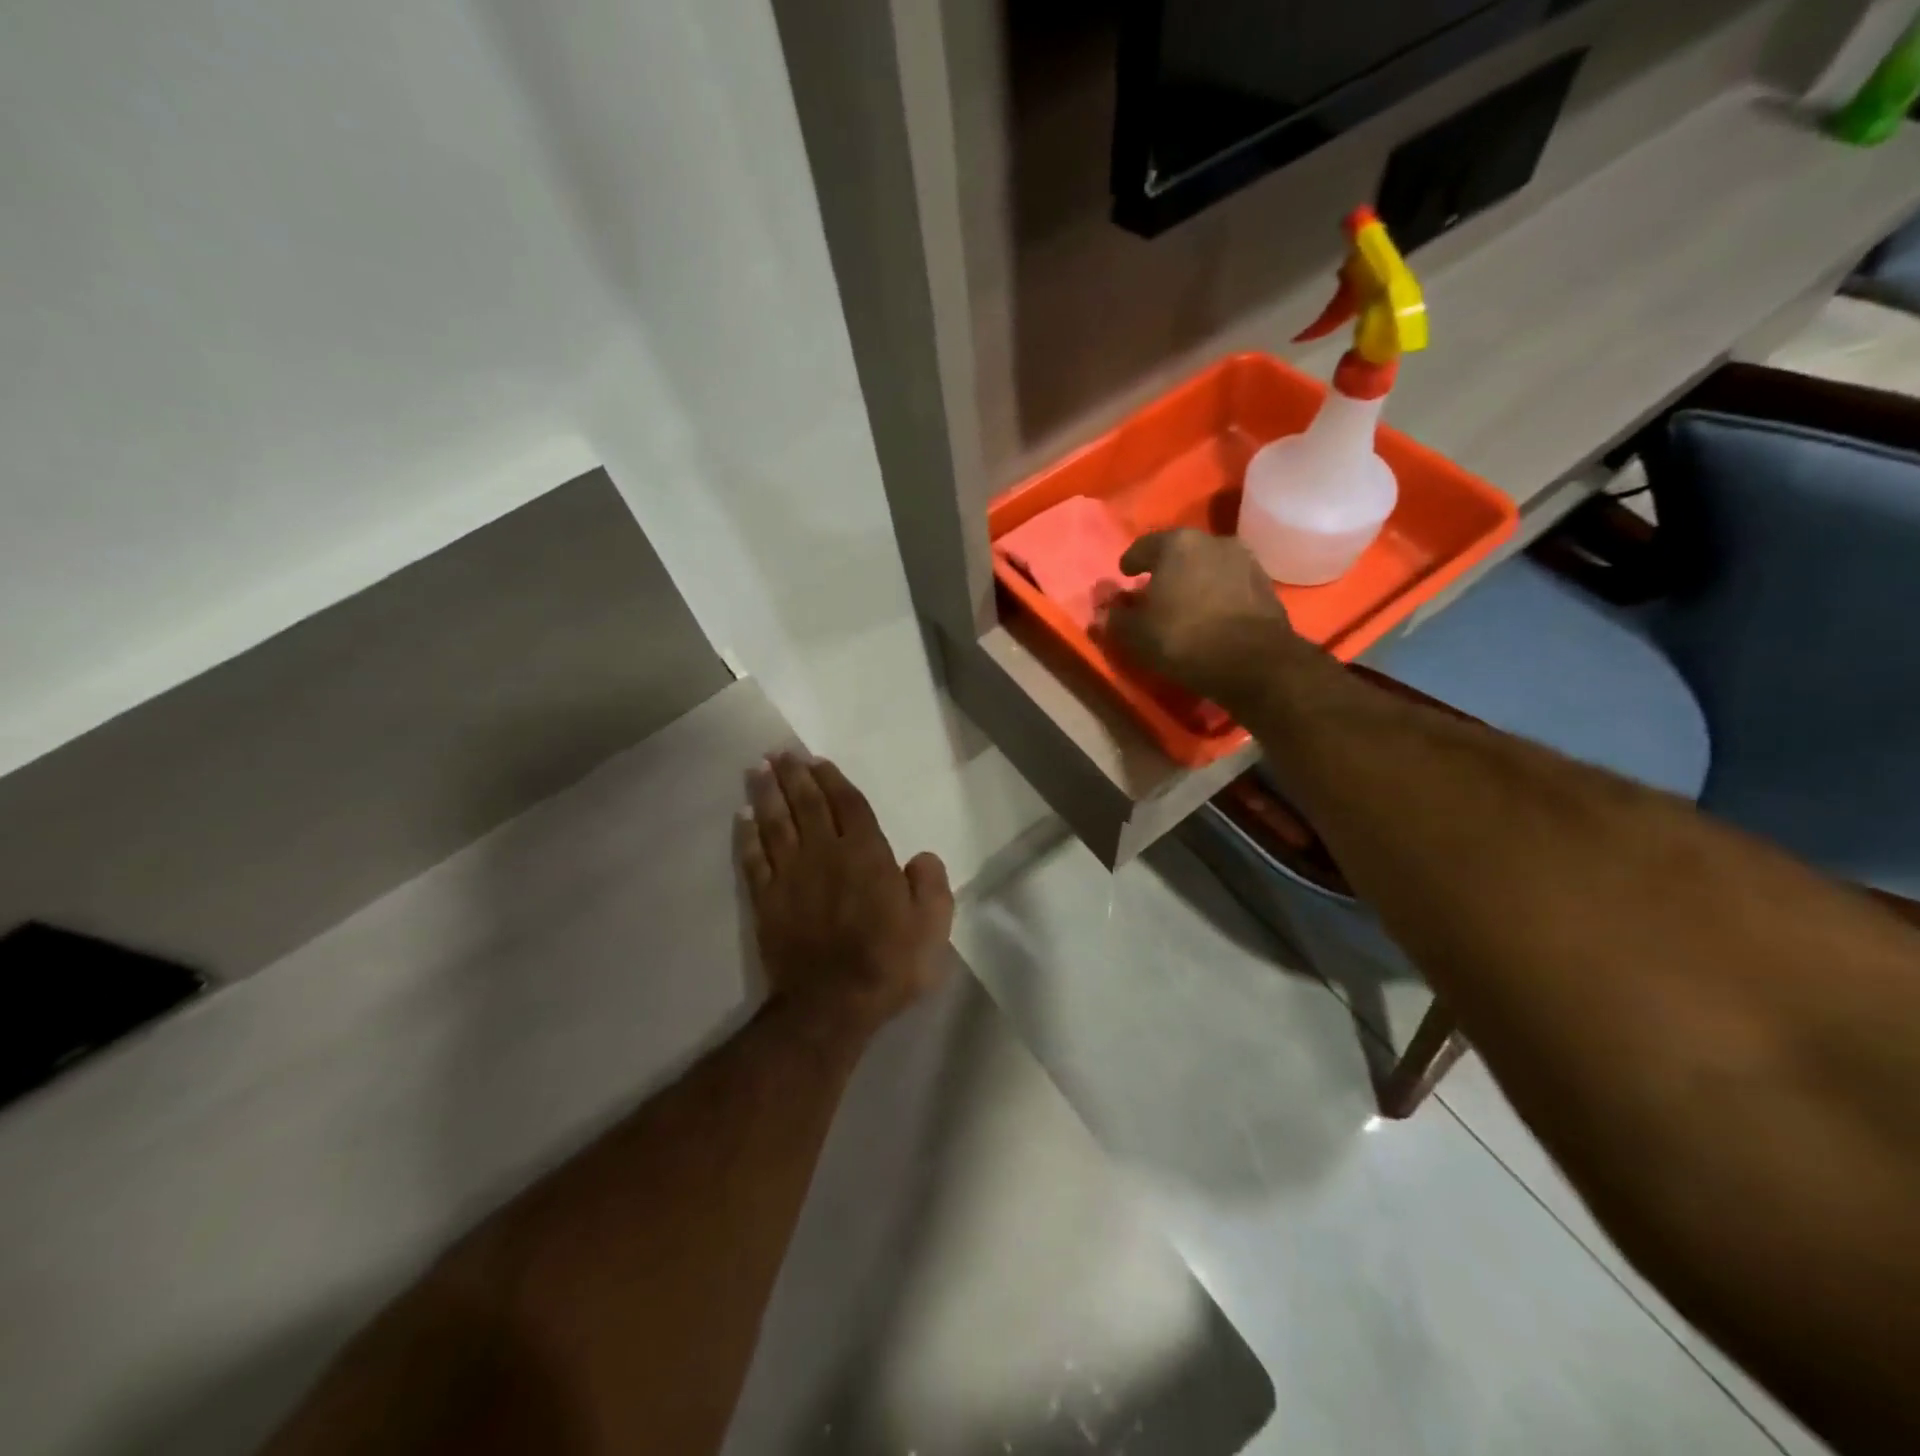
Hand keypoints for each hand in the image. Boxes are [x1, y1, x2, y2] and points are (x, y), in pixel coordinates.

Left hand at [737, 752, 953, 1034]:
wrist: (832, 1004)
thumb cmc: (889, 963)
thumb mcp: (932, 927)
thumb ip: (931, 886)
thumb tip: (921, 857)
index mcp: (866, 855)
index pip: (848, 805)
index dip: (832, 780)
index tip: (817, 760)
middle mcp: (825, 854)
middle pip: (807, 804)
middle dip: (794, 775)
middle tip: (780, 752)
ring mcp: (791, 875)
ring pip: (776, 823)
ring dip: (767, 793)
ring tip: (758, 769)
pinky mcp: (766, 900)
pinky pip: (754, 858)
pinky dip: (747, 835)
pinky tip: (743, 817)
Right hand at [1103, 529, 1306, 708]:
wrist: (1255, 662)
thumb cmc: (1184, 639)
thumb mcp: (1136, 635)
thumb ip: (1115, 619)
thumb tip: (1104, 610)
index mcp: (1176, 544)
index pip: (1143, 546)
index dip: (1130, 562)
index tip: (1125, 575)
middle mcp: (1212, 541)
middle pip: (1179, 552)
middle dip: (1164, 569)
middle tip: (1153, 591)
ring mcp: (1244, 560)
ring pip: (1207, 565)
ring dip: (1193, 580)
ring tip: (1184, 603)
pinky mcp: (1265, 583)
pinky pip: (1229, 583)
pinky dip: (1216, 593)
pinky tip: (1210, 613)